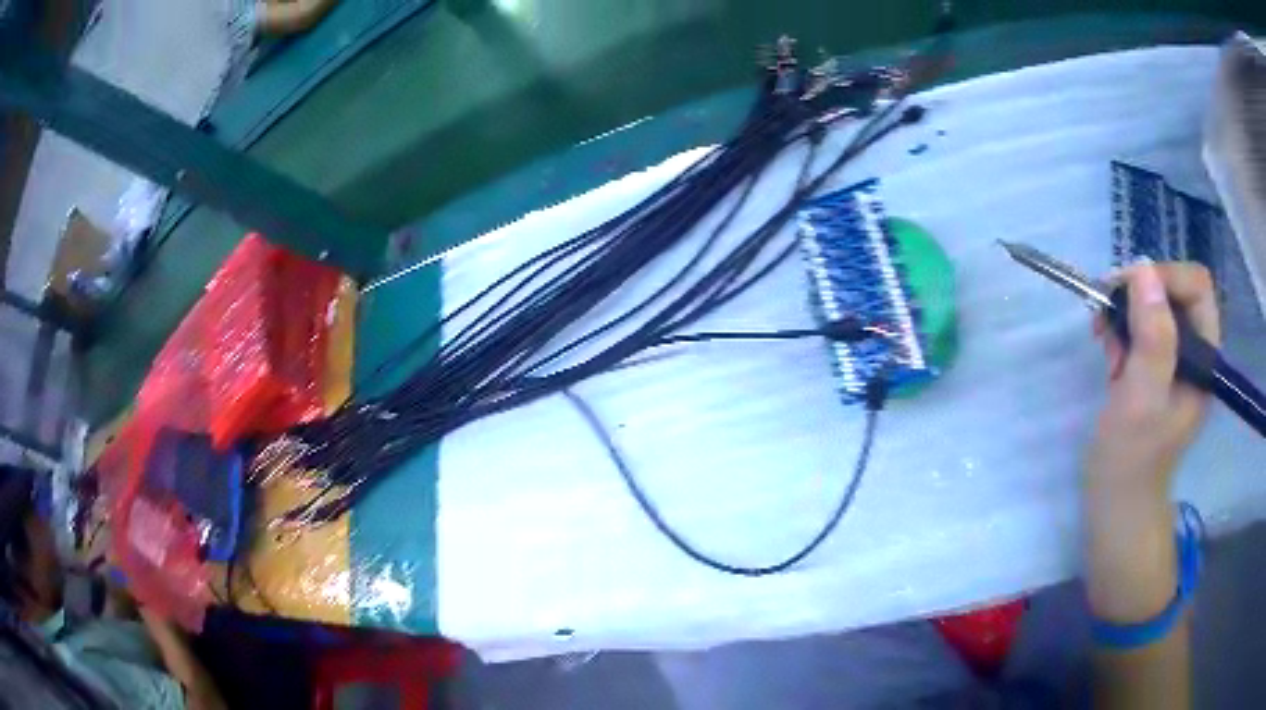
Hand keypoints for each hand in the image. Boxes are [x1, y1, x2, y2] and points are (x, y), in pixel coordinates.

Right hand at [1086, 262, 1219, 495]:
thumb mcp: (1142, 399)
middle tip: (1106, 315)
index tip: (1126, 294)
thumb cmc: (1131, 460)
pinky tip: (1109, 355)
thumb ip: (1153, 338)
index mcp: (1205, 358)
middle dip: (1139, 294)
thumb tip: (1144, 269)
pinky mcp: (1158, 369)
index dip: (1163, 277)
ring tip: (1104, 341)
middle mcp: (1196, 351)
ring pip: (1156, 306)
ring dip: (1126, 313)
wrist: (1117, 504)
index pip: (1195, 285)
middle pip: (1174, 289)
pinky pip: (1143, 328)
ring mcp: (1177, 360)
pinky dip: (1123, 331)